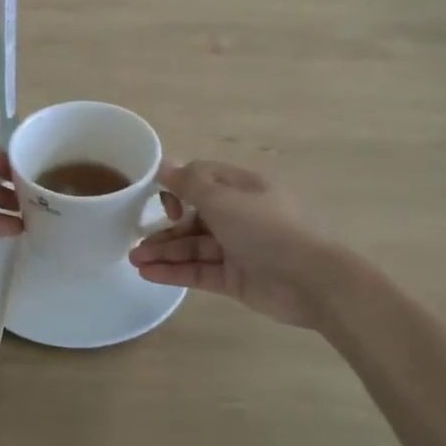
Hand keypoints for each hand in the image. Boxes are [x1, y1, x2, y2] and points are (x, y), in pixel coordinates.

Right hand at [131, 161, 331, 328]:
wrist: (312, 281)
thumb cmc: (267, 230)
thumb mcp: (224, 200)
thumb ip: (190, 184)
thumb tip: (164, 164)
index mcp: (241, 188)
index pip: (201, 180)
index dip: (177, 188)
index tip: (164, 204)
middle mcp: (239, 215)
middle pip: (193, 217)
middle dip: (164, 228)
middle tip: (134, 241)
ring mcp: (237, 249)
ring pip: (193, 247)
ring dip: (163, 252)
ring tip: (133, 261)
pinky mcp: (236, 279)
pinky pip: (199, 271)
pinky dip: (175, 272)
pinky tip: (148, 275)